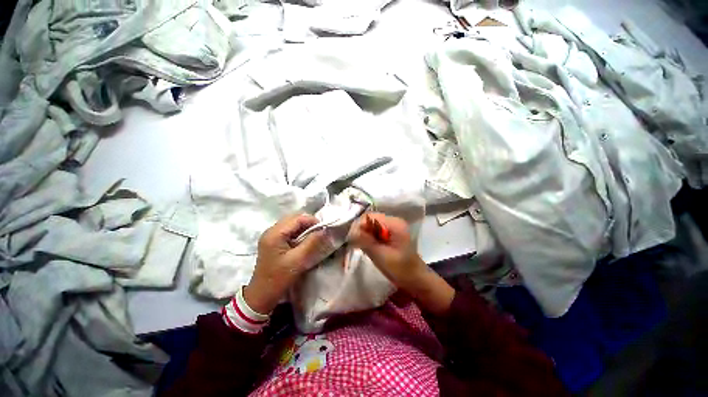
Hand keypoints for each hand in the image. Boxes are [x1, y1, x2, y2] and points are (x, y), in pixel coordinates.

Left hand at [244, 214, 330, 313]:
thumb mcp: (298, 260)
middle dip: (309, 223)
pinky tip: (304, 242)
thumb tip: (325, 230)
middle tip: (319, 233)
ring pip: (292, 224)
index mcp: (275, 233)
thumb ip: (312, 242)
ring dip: (304, 228)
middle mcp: (271, 230)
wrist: (262, 295)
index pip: (297, 218)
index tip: (324, 229)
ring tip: (314, 237)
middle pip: (294, 219)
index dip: (312, 221)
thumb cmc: (279, 278)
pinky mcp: (273, 242)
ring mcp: (271, 236)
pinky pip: (289, 231)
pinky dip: (299, 233)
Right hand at [348, 213, 424, 291]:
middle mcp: (393, 221)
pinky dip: (369, 236)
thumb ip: (366, 241)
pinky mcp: (390, 232)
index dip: (359, 226)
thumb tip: (352, 231)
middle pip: (370, 219)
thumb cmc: (401, 270)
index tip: (351, 239)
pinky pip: (375, 230)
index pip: (370, 217)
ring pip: (371, 224)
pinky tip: (367, 246)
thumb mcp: (381, 256)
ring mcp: (392, 226)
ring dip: (364, 233)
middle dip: (360, 230)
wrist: (415, 279)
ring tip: (359, 246)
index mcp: (394, 224)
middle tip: (354, 244)